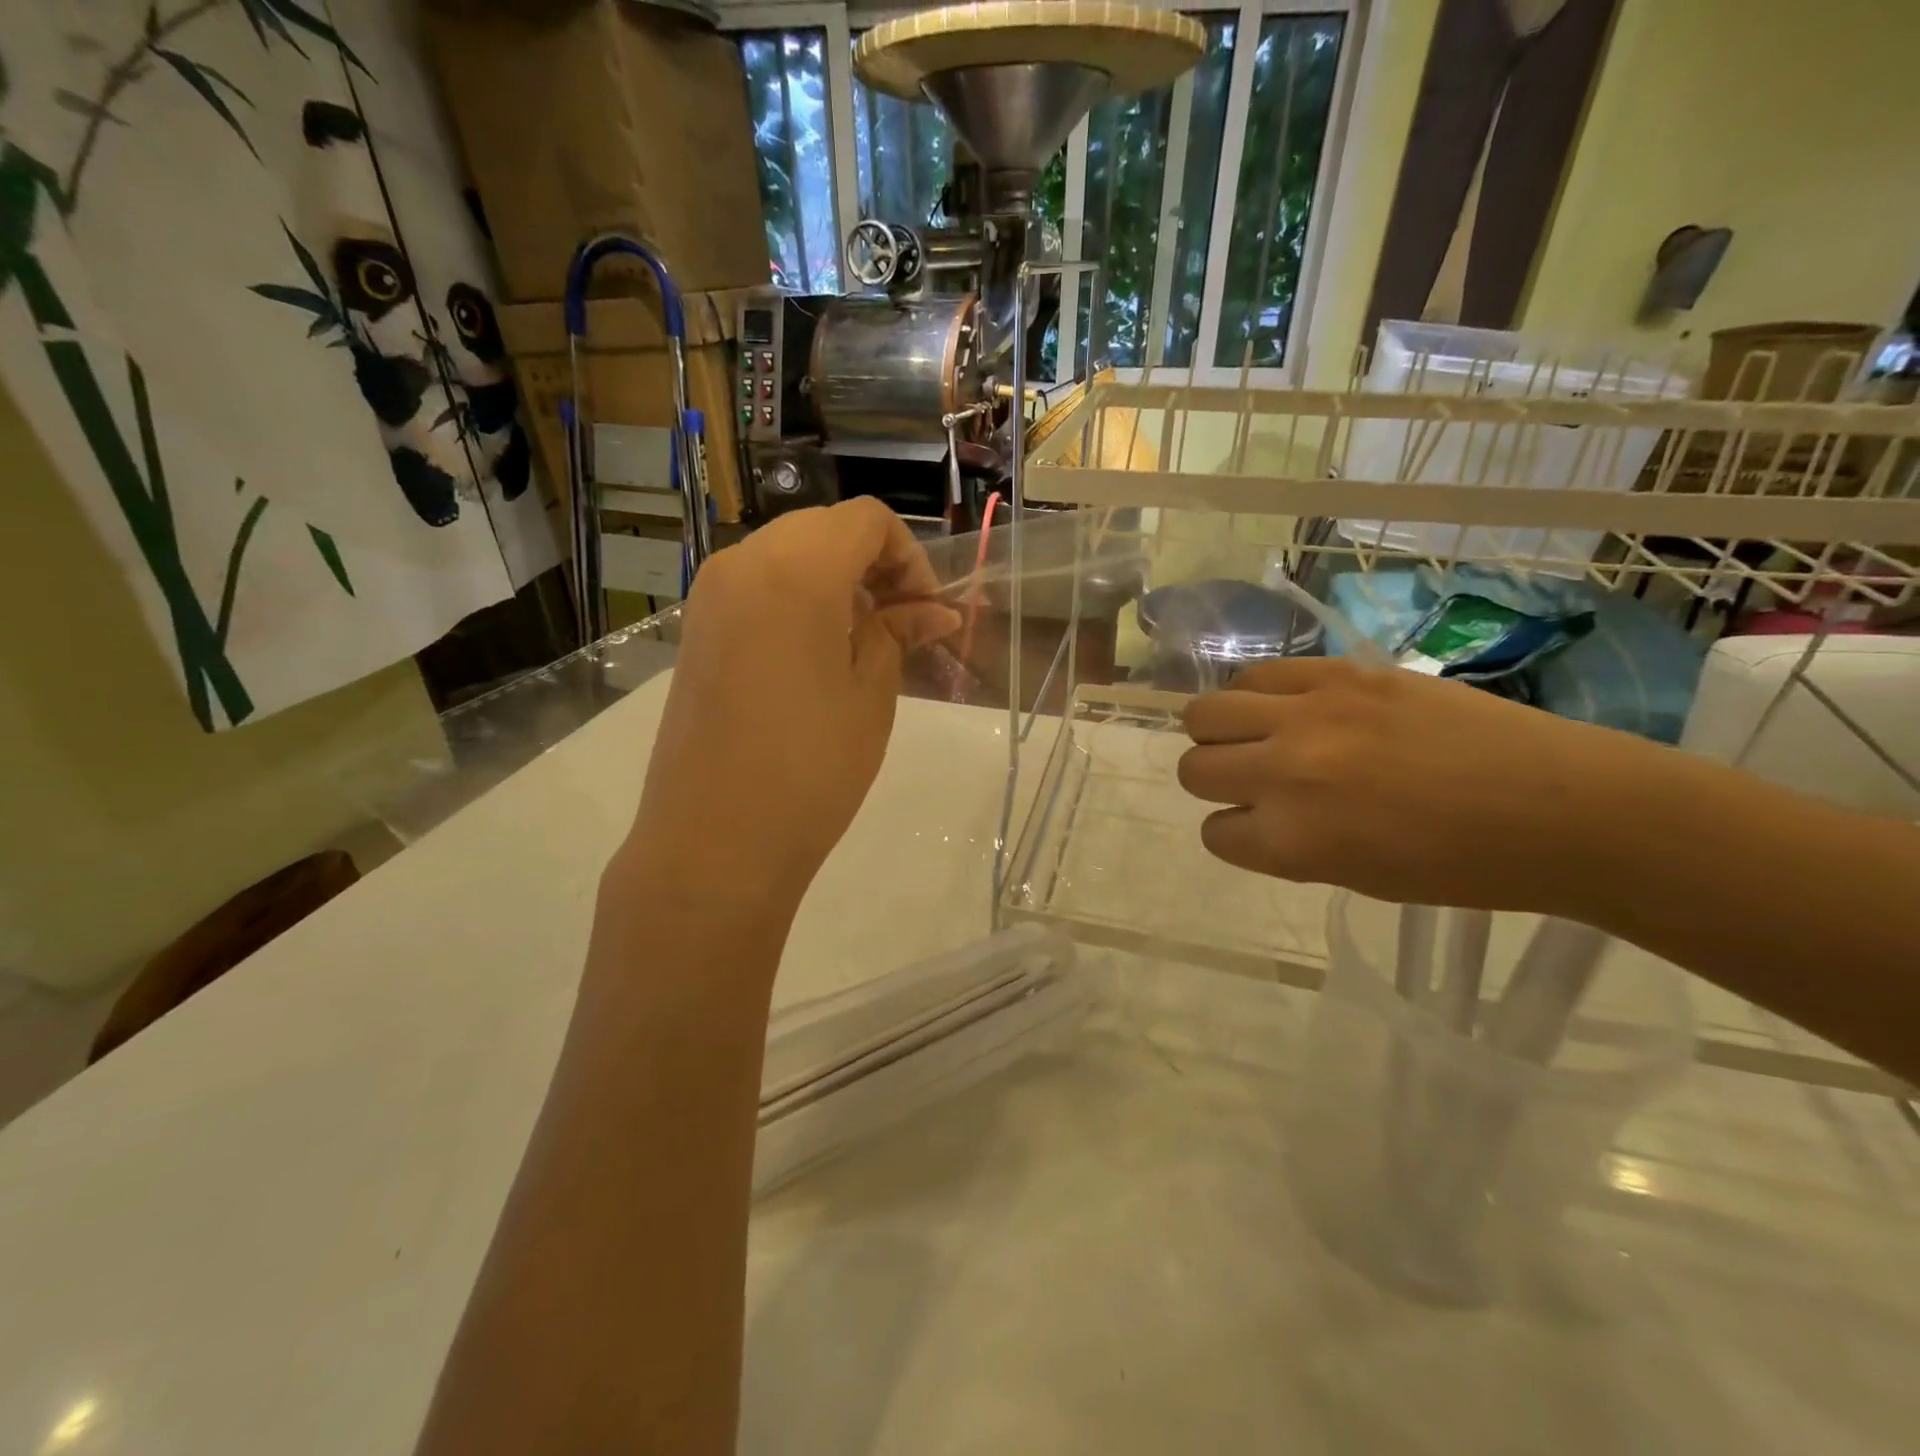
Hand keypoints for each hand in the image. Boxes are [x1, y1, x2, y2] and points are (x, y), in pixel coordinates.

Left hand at [620, 500, 957, 919]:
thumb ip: (898, 634)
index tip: (925, 609)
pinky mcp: (696, 629)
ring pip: (787, 553)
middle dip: (872, 562)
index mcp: (795, 571)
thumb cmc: (810, 769)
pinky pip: (756, 585)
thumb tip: (934, 610)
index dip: (908, 555)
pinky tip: (817, 651)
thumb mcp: (870, 695)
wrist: (715, 841)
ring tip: (863, 639)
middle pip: (823, 528)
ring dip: (835, 578)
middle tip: (901, 621)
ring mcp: (711, 595)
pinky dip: (797, 597)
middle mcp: (743, 563)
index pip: (865, 520)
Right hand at [1177, 658, 1671, 915]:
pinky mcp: (1338, 672)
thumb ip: (1288, 844)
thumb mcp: (1356, 876)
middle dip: (1215, 781)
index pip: (1214, 833)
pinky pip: (1257, 675)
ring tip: (1260, 737)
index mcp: (1292, 841)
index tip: (1263, 830)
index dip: (1236, 834)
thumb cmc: (1464, 866)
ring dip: (1222, 733)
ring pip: (1205, 712)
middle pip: (1193, 768)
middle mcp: (1284, 772)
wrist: (1560, 806)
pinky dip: (1258, 696)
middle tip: (1252, 781)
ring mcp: (1309, 714)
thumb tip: (1252, 812)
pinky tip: (1291, 708)